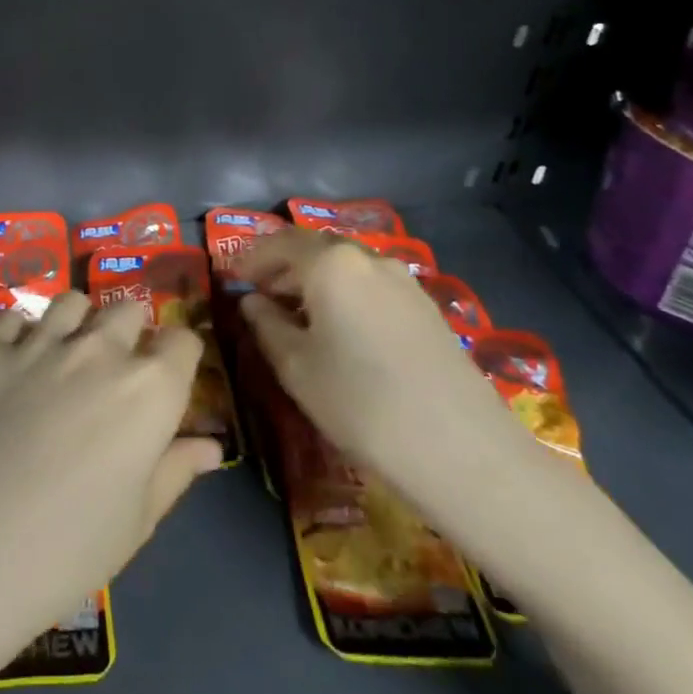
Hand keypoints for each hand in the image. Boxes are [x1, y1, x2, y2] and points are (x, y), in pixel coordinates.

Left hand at [0, 294, 222, 659]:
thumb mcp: (136, 522)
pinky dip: (22, 330)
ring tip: (67, 354)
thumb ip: (175, 470)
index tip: (168, 381)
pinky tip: (17, 360)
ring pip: (72, 301)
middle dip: (130, 332)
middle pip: (128, 310)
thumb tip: (210, 446)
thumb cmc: (66, 551)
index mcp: (149, 389)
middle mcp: (100, 350)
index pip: (182, 341)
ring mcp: (40, 343)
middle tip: (115, 372)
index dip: (178, 357)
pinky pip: (14, 316)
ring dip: (79, 321)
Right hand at [235, 228, 538, 518]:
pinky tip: (342, 331)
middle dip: (283, 267)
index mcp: (331, 264)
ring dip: (316, 282)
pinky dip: (346, 295)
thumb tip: (251, 302)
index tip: (231, 278)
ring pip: (347, 267)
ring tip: (298, 316)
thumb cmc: (360, 404)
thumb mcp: (296, 367)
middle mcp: (369, 259)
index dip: (250, 258)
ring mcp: (405, 282)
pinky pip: (373, 287)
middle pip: (315, 249)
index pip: (279, 243)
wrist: (461, 450)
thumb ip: (267, 325)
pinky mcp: (428, 308)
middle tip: (260, 295)